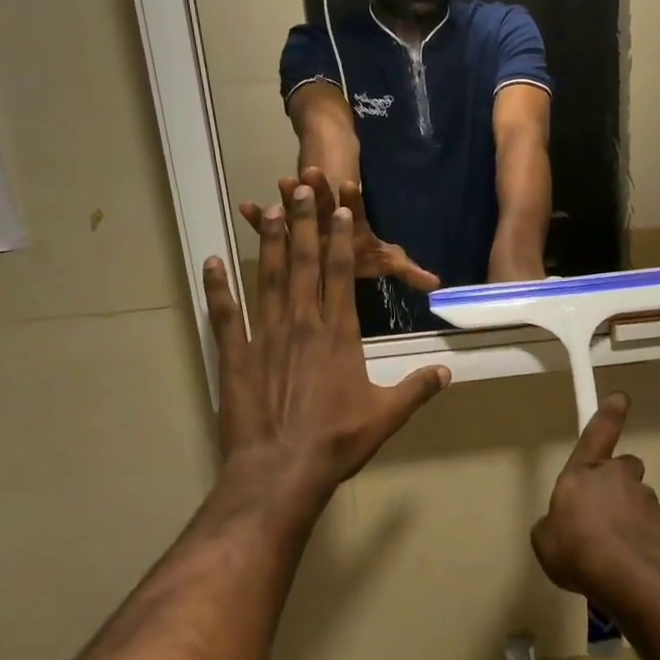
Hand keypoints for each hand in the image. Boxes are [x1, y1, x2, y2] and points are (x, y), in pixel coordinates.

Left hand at [205, 180, 449, 504]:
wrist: (280, 471)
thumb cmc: (337, 441)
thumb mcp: (386, 415)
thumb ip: (417, 389)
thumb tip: (447, 373)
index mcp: (339, 333)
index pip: (342, 273)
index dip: (341, 237)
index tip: (340, 208)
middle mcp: (303, 324)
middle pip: (305, 264)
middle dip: (304, 223)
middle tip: (300, 188)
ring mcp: (265, 336)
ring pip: (268, 279)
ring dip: (269, 243)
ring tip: (267, 209)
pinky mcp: (235, 356)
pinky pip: (226, 315)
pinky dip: (218, 287)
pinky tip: (212, 262)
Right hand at [531, 394, 659, 613]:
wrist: (630, 579)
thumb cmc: (578, 551)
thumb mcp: (544, 540)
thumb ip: (551, 524)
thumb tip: (559, 524)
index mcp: (584, 472)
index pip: (597, 433)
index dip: (608, 414)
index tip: (621, 397)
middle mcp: (617, 476)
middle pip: (622, 468)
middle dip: (615, 482)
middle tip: (602, 512)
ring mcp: (645, 499)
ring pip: (636, 498)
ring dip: (628, 514)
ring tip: (614, 549)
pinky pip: (649, 526)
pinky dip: (640, 538)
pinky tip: (629, 564)